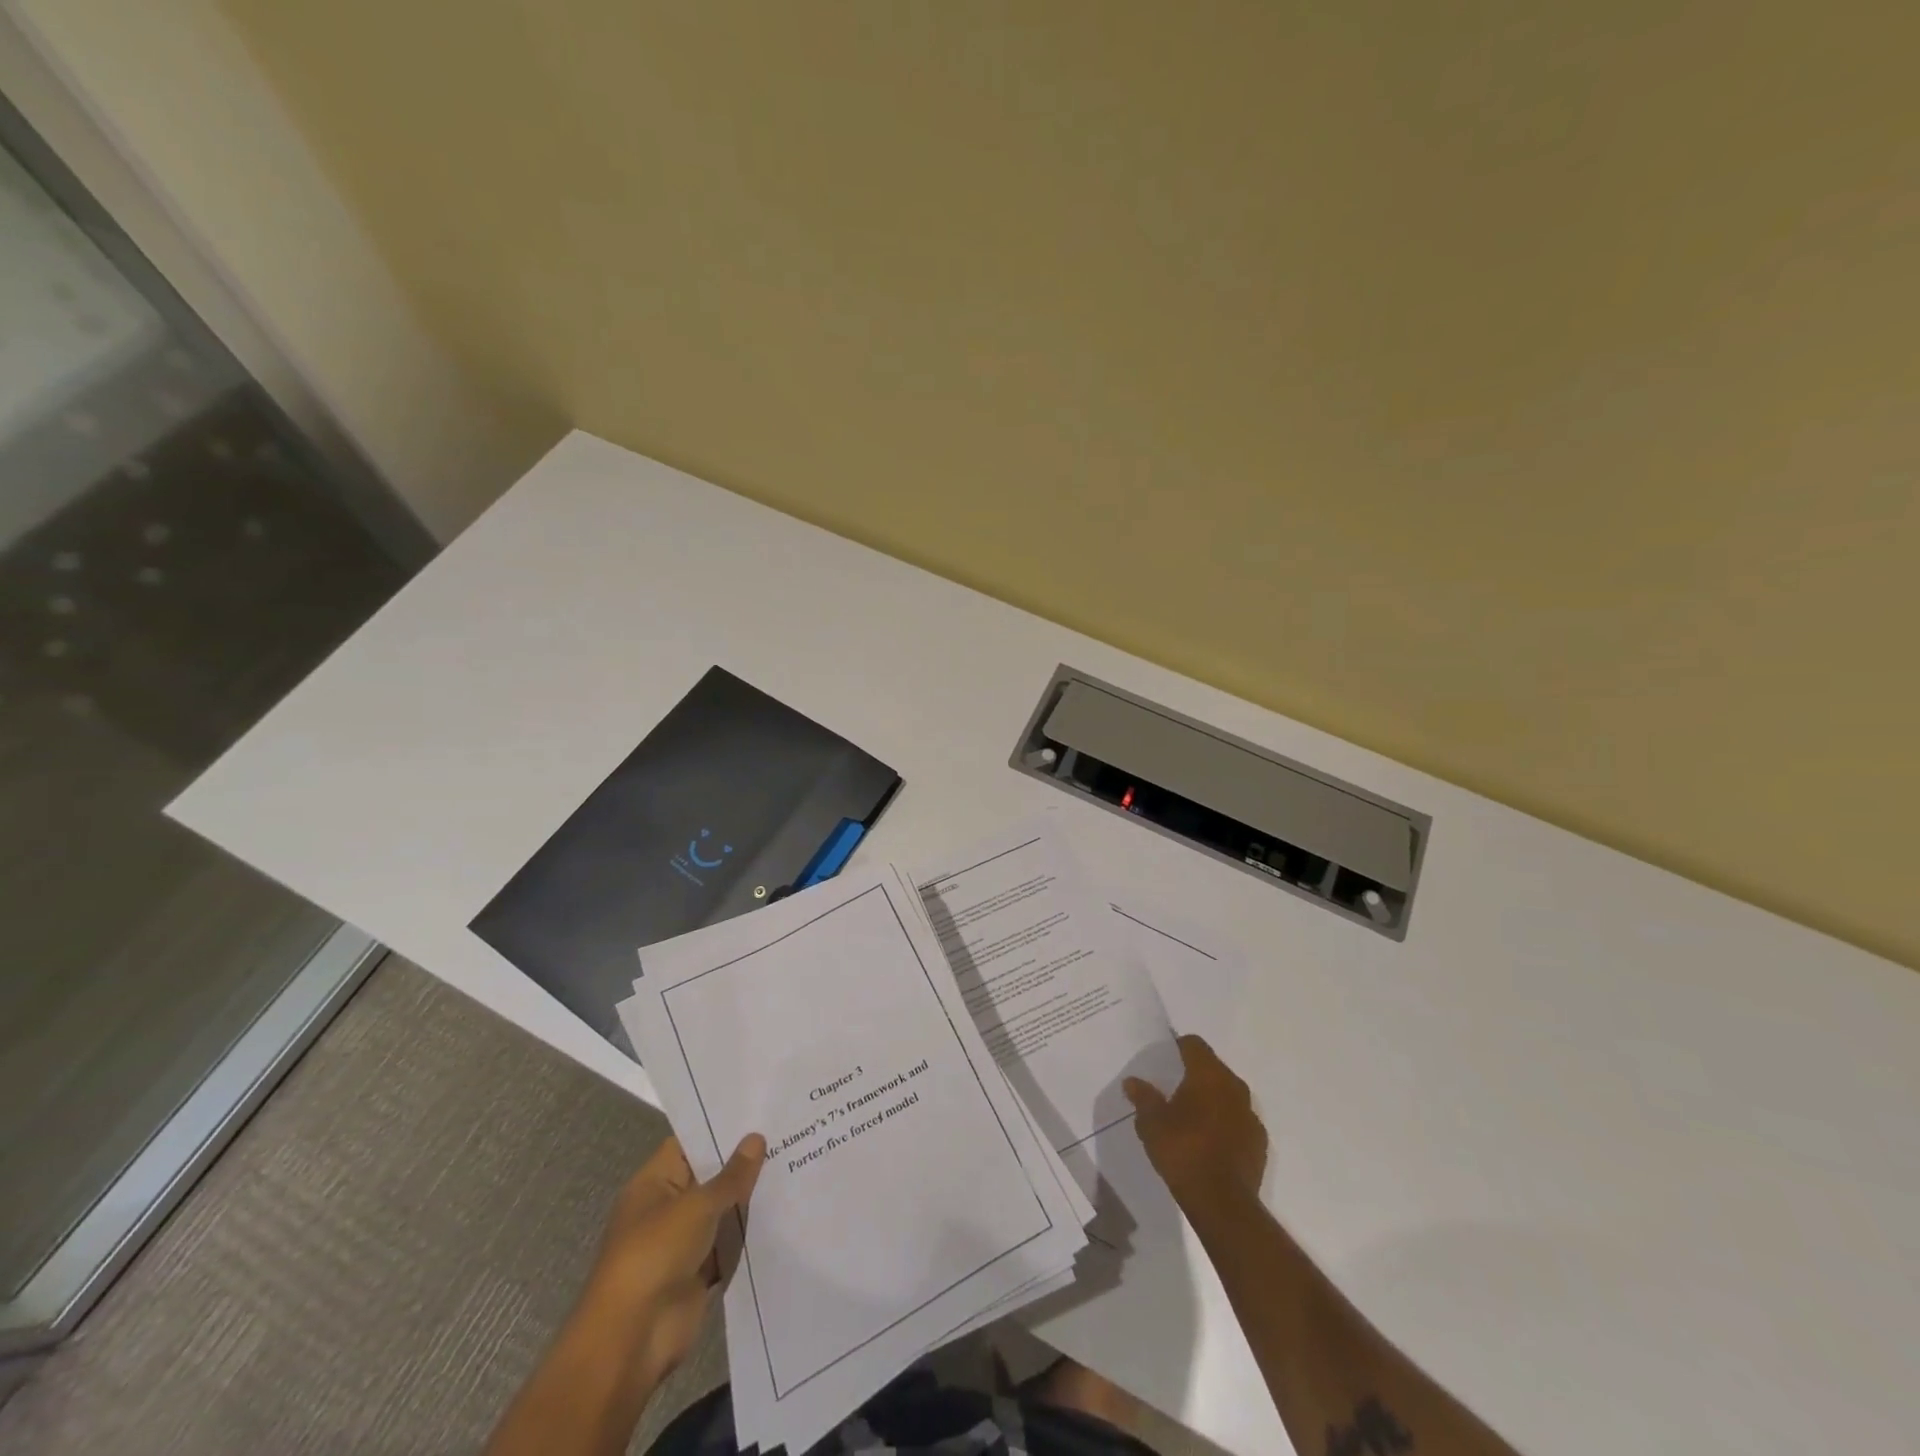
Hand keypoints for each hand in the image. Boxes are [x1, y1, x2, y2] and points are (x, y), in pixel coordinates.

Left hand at [576, 1132, 765, 1392]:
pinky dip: (751, 1233)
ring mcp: (684, 1241)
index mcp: (654, 1183)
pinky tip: (786, 1211)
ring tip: (795, 1163)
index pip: (690, 1143)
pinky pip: (730, 1243)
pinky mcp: (700, 1272)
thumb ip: (731, 1175)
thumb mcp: (697, 1206)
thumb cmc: (655, 1255)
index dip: (721, 1126)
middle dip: (744, 1160)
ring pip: (723, 1210)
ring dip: (751, 1197)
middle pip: (710, 1176)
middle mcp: (668, 1207)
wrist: (632, 1341)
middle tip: (790, 1132)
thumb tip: (756, 1138)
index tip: (760, 1109)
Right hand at [1124, 1035, 1266, 1211]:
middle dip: (1194, 1075)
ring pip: (1227, 1095)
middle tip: (1172, 1089)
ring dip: (1211, 1100)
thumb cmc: (1183, 1152)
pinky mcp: (1259, 1142)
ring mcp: (1251, 1115)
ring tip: (1189, 1117)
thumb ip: (1143, 1097)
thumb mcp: (1152, 1123)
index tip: (1163, 1060)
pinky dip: (1225, 1123)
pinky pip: (1238, 1120)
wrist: (1223, 1203)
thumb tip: (1132, 1081)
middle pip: (1212, 1068)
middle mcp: (1234, 1087)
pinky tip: (1209, 1142)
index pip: (1193, 1044)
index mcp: (1209, 1075)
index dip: (1177, 1047)